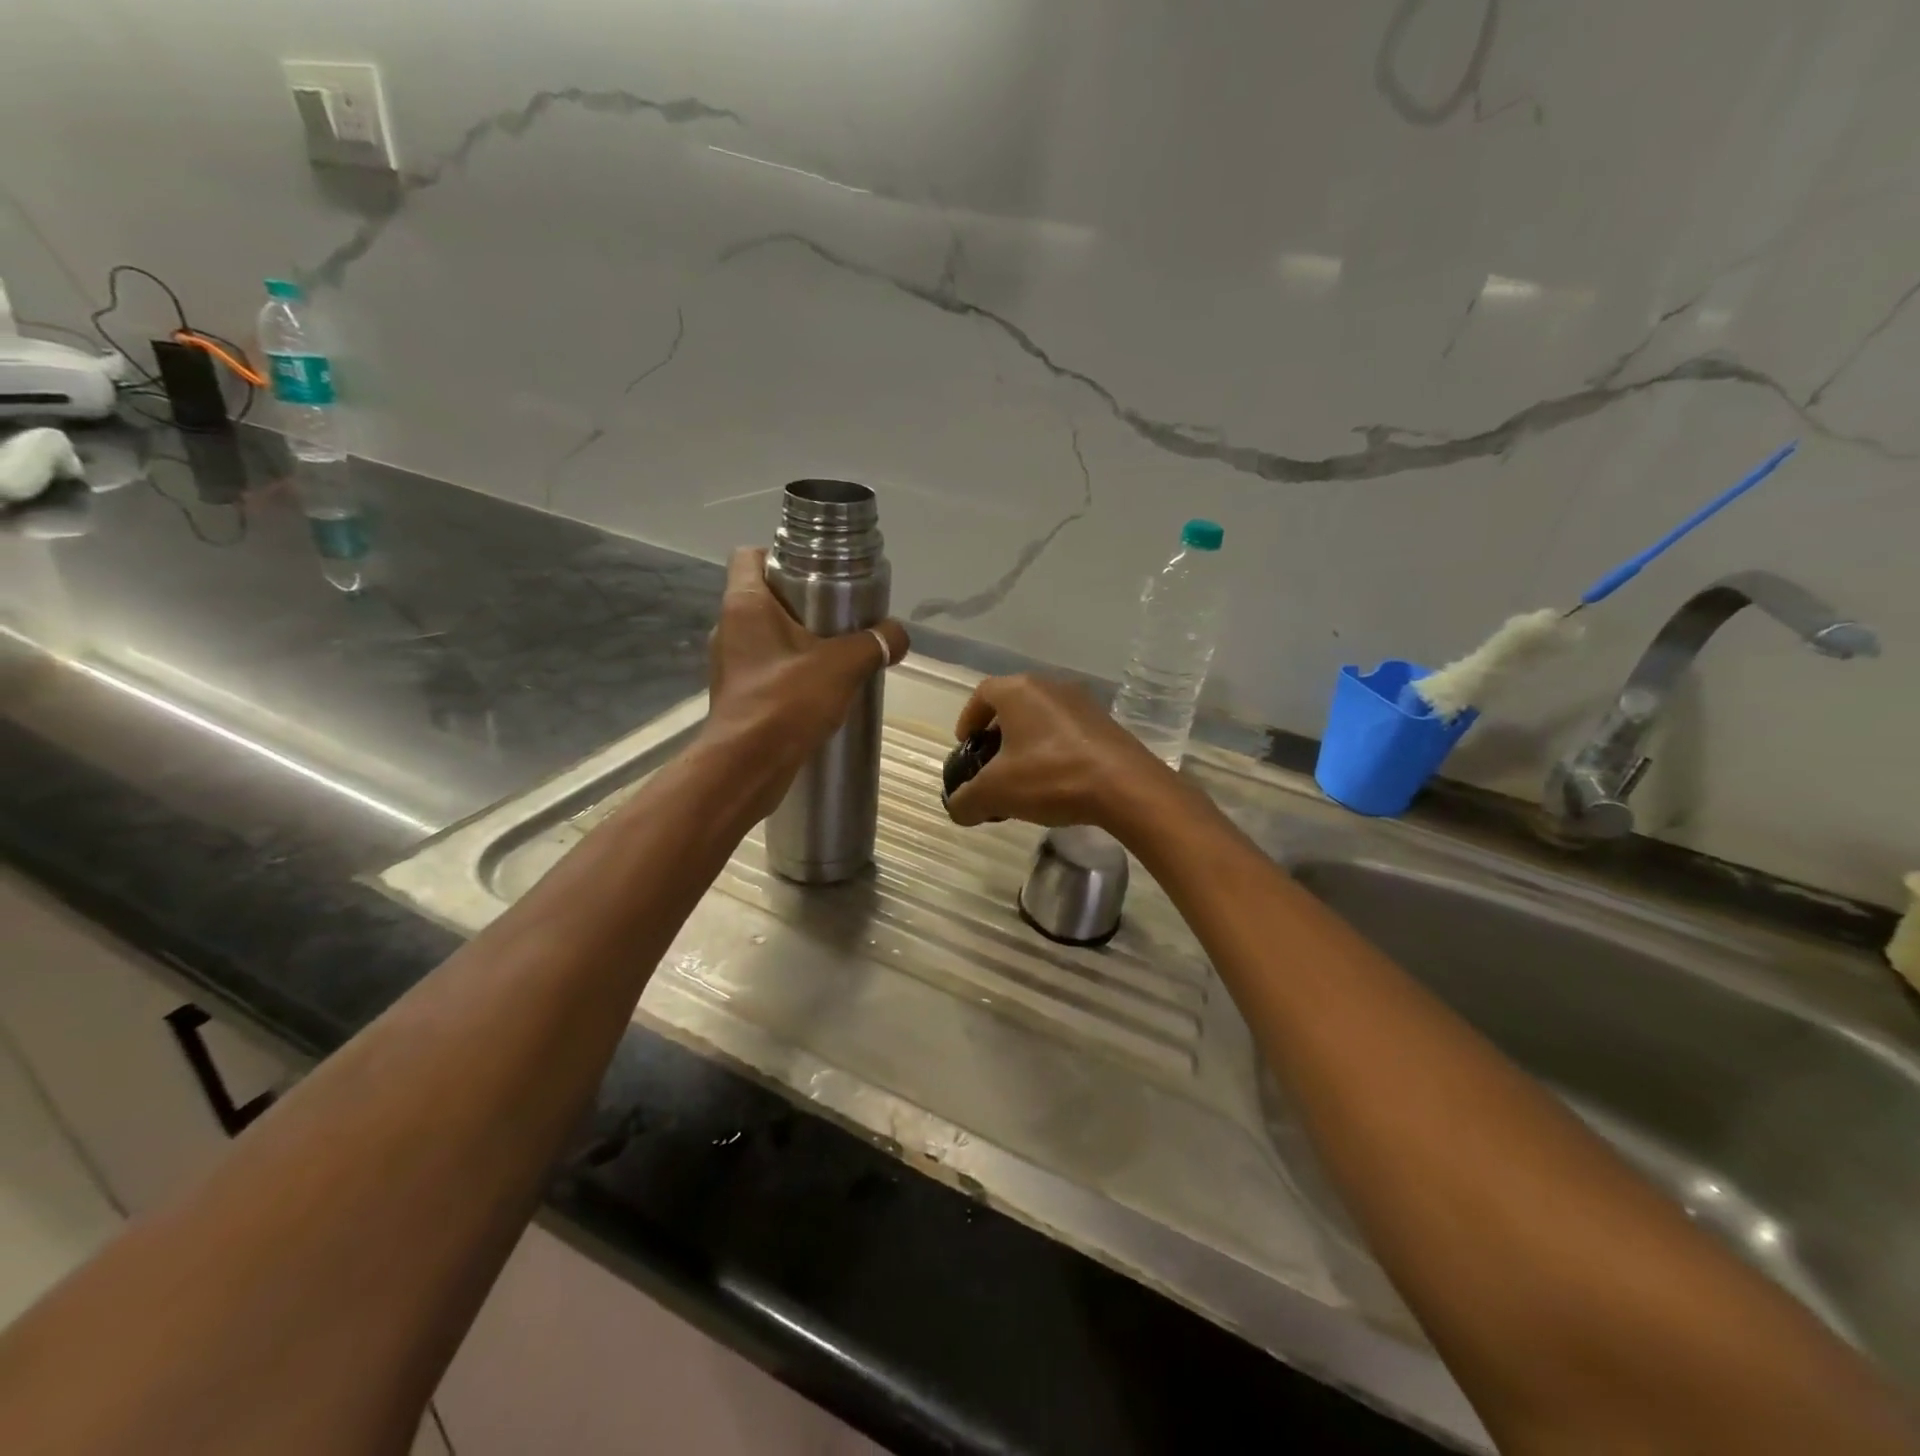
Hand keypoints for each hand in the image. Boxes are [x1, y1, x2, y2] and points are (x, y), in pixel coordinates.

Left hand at [706, 547, 908, 813]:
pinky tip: (820, 689)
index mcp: (744, 604)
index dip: (781, 554)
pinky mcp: (738, 695)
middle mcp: (729, 627)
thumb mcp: (843, 665)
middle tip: (840, 614)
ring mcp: (730, 663)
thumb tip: (900, 634)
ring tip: (836, 653)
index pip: (749, 555)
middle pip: (764, 596)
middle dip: (802, 602)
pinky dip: (791, 672)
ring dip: (799, 640)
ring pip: (767, 635)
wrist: (747, 767)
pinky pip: (767, 669)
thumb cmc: (786, 701)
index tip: (818, 572)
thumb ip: (876, 643)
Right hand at [944, 674, 1174, 831]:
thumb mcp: (996, 793)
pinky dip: (1053, 750)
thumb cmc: (1051, 777)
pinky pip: (1068, 732)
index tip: (965, 745)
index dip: (968, 718)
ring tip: (1022, 777)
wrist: (1126, 787)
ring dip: (1027, 742)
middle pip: (1013, 704)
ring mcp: (1083, 704)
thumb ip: (967, 800)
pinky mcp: (1106, 725)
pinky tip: (1055, 781)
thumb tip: (958, 809)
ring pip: (1042, 718)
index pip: (983, 693)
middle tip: (991, 764)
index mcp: (1019, 691)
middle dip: (997, 733)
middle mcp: (1051, 687)